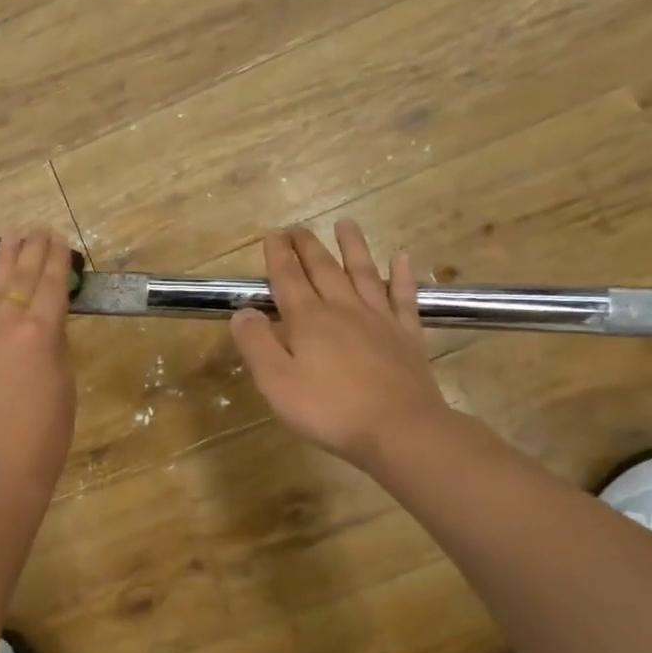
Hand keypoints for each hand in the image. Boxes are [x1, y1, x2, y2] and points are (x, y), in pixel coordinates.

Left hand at [0, 228, 77, 512]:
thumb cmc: (44, 438)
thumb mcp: (64, 387)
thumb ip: (55, 350)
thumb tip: (47, 329)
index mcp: (41, 333)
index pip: (51, 285)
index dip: (56, 260)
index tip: (59, 238)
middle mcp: (8, 326)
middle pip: (20, 279)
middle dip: (30, 251)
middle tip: (37, 228)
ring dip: (2, 262)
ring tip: (9, 238)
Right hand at [230, 222, 451, 476]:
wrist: (400, 429)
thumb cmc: (329, 409)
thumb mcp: (276, 382)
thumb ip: (256, 344)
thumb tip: (244, 312)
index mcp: (308, 319)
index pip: (288, 278)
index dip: (278, 256)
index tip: (272, 235)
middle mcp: (343, 309)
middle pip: (323, 269)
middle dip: (307, 246)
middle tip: (297, 228)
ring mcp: (379, 319)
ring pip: (364, 273)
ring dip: (353, 247)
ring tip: (346, 223)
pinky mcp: (407, 335)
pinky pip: (403, 297)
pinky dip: (402, 276)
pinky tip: (402, 258)